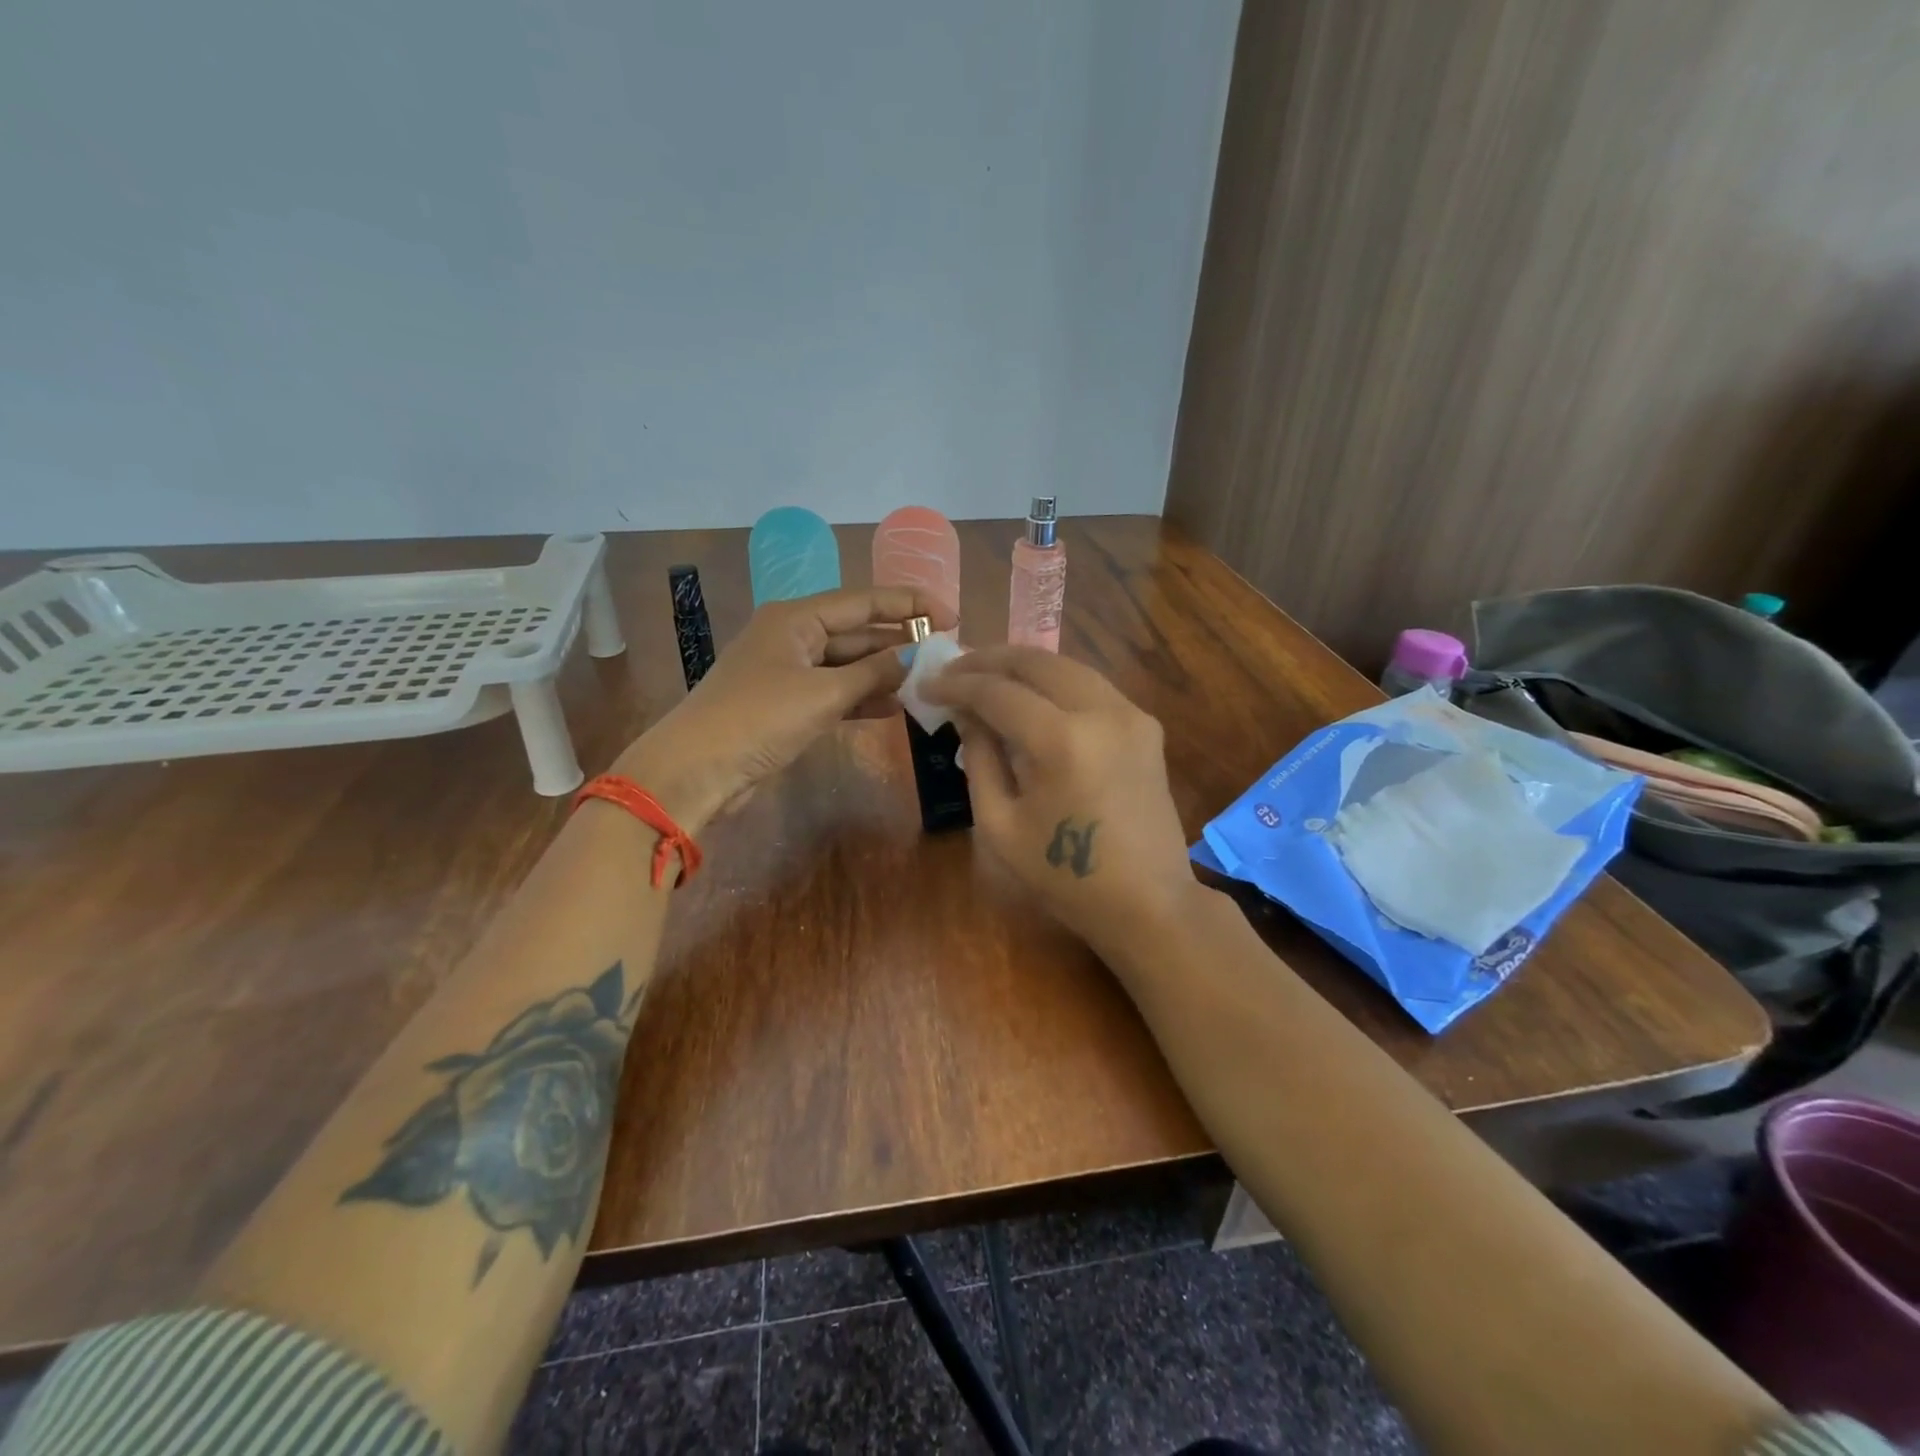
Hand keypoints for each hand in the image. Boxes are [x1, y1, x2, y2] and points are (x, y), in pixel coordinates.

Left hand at [614, 585, 954, 830]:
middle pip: (857, 631)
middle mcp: (794, 636)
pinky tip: (896, 706)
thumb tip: (918, 654)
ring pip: (849, 664)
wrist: (696, 770)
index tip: (951, 617)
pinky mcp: (788, 704)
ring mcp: (790, 671)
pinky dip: (863, 697)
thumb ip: (874, 672)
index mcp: (796, 617)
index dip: (910, 606)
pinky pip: (836, 691)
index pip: (864, 601)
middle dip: (900, 641)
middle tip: (946, 653)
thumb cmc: (758, 719)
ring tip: (930, 680)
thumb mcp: (823, 693)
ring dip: (885, 672)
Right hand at [923, 646, 1196, 956]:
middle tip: (954, 668)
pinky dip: (1055, 683)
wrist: (1148, 903)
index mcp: (1062, 741)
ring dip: (1023, 665)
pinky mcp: (1146, 725)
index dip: (957, 684)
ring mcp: (1131, 714)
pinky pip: (1091, 686)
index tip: (927, 685)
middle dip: (989, 659)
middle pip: (1036, 662)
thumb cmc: (1065, 877)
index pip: (998, 692)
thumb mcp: (1000, 827)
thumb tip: (967, 715)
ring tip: (987, 675)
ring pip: (1067, 666)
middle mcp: (1101, 711)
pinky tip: (1032, 696)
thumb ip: (980, 760)